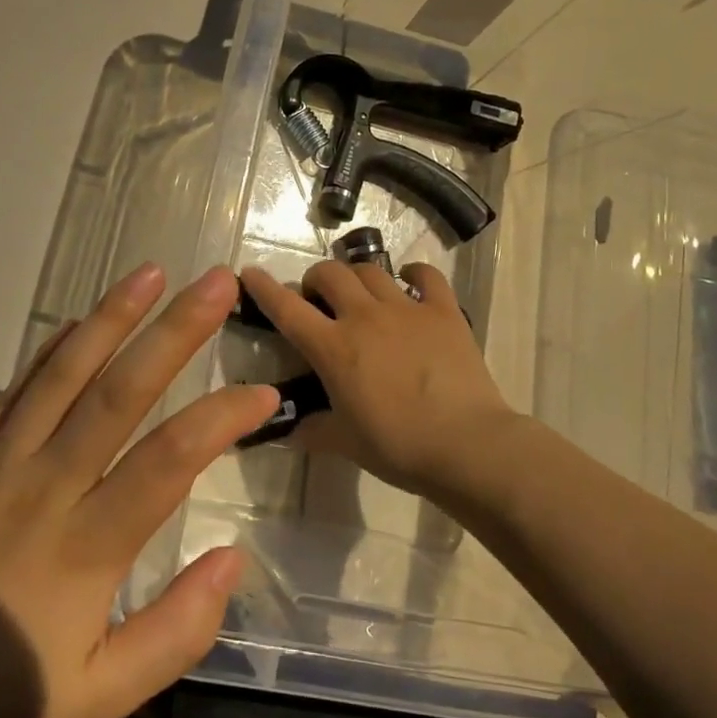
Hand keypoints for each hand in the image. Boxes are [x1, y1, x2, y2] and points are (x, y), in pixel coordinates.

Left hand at [0, 263, 275, 717]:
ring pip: (65, 375)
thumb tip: (233, 558)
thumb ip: (177, 631)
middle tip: (218, 282)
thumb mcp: (101, 699)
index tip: (265, 394)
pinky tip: (79, 324)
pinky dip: (51, 352)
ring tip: (151, 272)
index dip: (224, 417)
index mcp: (87, 547)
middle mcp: (46, 488)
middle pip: (121, 392)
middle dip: (176, 331)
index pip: (172, 459)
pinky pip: (14, 392)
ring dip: (112, 318)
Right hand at [240, 260, 516, 496]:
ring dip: (356, 276)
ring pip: (370, 270)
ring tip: (358, 293)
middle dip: (316, 279)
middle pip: (330, 274)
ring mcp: (406, 309)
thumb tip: (289, 432)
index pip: (287, 309)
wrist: (467, 445)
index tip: (249, 273)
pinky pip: (426, 276)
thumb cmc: (399, 447)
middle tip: (318, 299)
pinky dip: (413, 273)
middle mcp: (365, 317)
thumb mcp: (346, 442)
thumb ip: (314, 430)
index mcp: (334, 348)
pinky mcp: (443, 311)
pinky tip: (409, 281)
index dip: (264, 288)